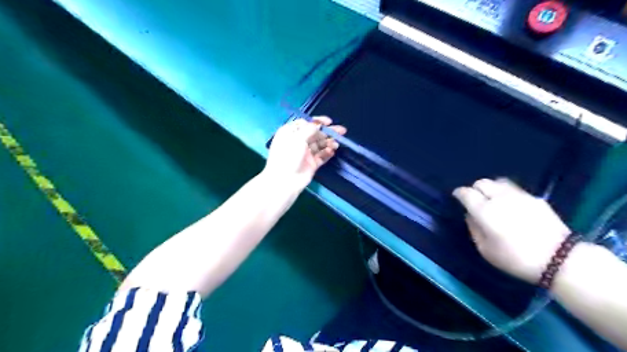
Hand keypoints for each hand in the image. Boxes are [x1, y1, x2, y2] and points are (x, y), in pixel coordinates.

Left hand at [262, 116, 344, 190]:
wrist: (285, 181)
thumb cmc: (288, 156)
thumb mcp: (297, 138)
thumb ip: (309, 129)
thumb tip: (318, 124)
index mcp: (291, 133)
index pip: (306, 124)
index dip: (318, 122)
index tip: (329, 122)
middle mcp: (298, 142)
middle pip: (315, 134)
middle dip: (328, 132)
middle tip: (342, 131)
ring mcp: (305, 154)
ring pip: (320, 145)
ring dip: (329, 142)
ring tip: (336, 144)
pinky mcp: (311, 164)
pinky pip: (321, 156)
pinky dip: (327, 153)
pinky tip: (332, 151)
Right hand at [454, 178, 570, 283]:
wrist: (560, 259)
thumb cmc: (516, 258)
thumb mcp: (485, 250)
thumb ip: (474, 229)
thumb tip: (470, 215)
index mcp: (484, 210)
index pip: (466, 192)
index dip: (458, 193)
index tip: (457, 197)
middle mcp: (500, 197)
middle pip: (482, 182)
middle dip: (474, 189)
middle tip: (474, 200)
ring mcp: (519, 196)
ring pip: (498, 181)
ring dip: (491, 188)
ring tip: (491, 199)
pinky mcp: (535, 198)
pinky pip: (514, 189)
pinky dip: (506, 192)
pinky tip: (510, 204)